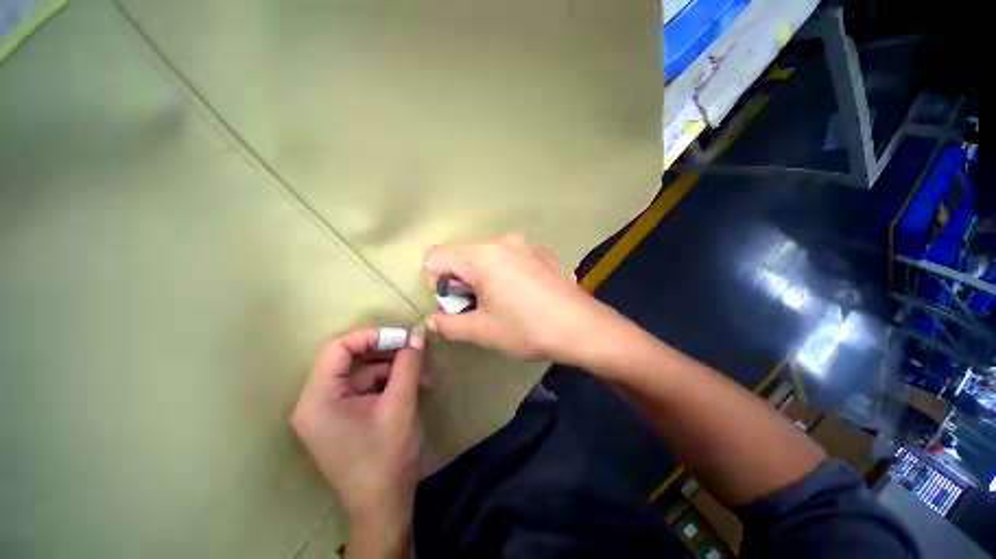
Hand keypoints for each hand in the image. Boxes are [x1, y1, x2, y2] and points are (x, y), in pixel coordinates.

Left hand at [291, 327, 426, 557]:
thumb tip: (418, 334)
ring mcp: (330, 410)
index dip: (371, 336)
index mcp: (318, 399)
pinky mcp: (344, 416)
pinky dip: (390, 383)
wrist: (384, 506)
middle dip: (387, 353)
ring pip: (363, 372)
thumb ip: (408, 365)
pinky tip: (414, 387)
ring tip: (423, 374)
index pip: (338, 348)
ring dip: (394, 369)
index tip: (403, 337)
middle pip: (351, 359)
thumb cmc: (387, 458)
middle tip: (415, 350)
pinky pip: (366, 387)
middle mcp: (316, 402)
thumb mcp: (401, 405)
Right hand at [424, 233, 616, 365]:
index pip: (436, 257)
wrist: (583, 328)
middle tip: (481, 308)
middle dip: (462, 283)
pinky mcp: (542, 251)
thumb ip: (449, 324)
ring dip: (483, 278)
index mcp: (483, 256)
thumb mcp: (483, 331)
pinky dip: (505, 272)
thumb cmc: (528, 329)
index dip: (438, 284)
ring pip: (485, 256)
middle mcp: (502, 241)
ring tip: (504, 302)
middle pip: (462, 256)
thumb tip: (432, 320)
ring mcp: (525, 243)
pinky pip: (509, 256)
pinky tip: (524, 293)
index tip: (458, 305)